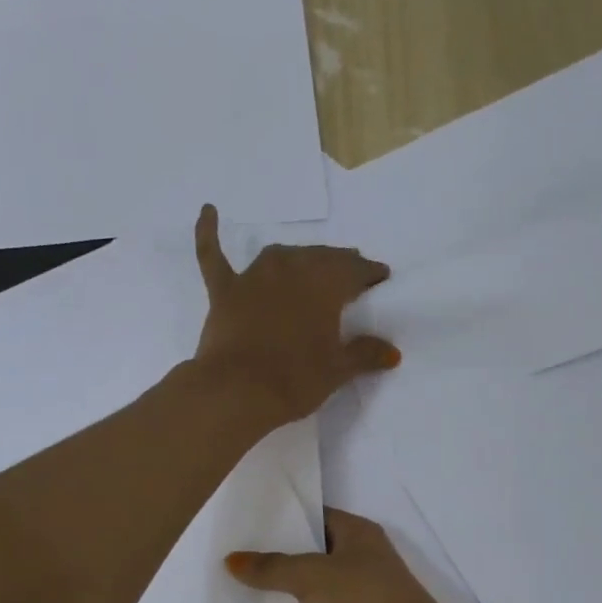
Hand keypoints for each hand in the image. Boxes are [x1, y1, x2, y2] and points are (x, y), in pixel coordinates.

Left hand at [192, 204, 399, 427]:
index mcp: (325, 284)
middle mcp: (292, 269)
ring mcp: (254, 277)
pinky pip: (214, 255)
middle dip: (339, 263)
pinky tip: (208, 211)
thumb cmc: (294, 379)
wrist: (235, 391)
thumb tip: (393, 352)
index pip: (355, 270)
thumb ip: (365, 355)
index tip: (381, 277)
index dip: (370, 273)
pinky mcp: (224, 291)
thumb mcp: (337, 370)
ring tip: (311, 263)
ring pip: (282, 256)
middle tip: (351, 272)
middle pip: (321, 258)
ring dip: (299, 258)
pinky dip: (209, 233)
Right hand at [227, 508, 448, 602]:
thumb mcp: (311, 576)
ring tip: (238, 592)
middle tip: (233, 561)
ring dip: (287, 597)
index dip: (284, 519)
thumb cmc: (364, 600)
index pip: (316, 516)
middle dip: (278, 560)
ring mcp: (361, 598)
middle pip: (313, 555)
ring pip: (315, 592)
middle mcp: (362, 561)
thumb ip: (271, 567)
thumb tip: (231, 560)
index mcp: (358, 534)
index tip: (246, 525)